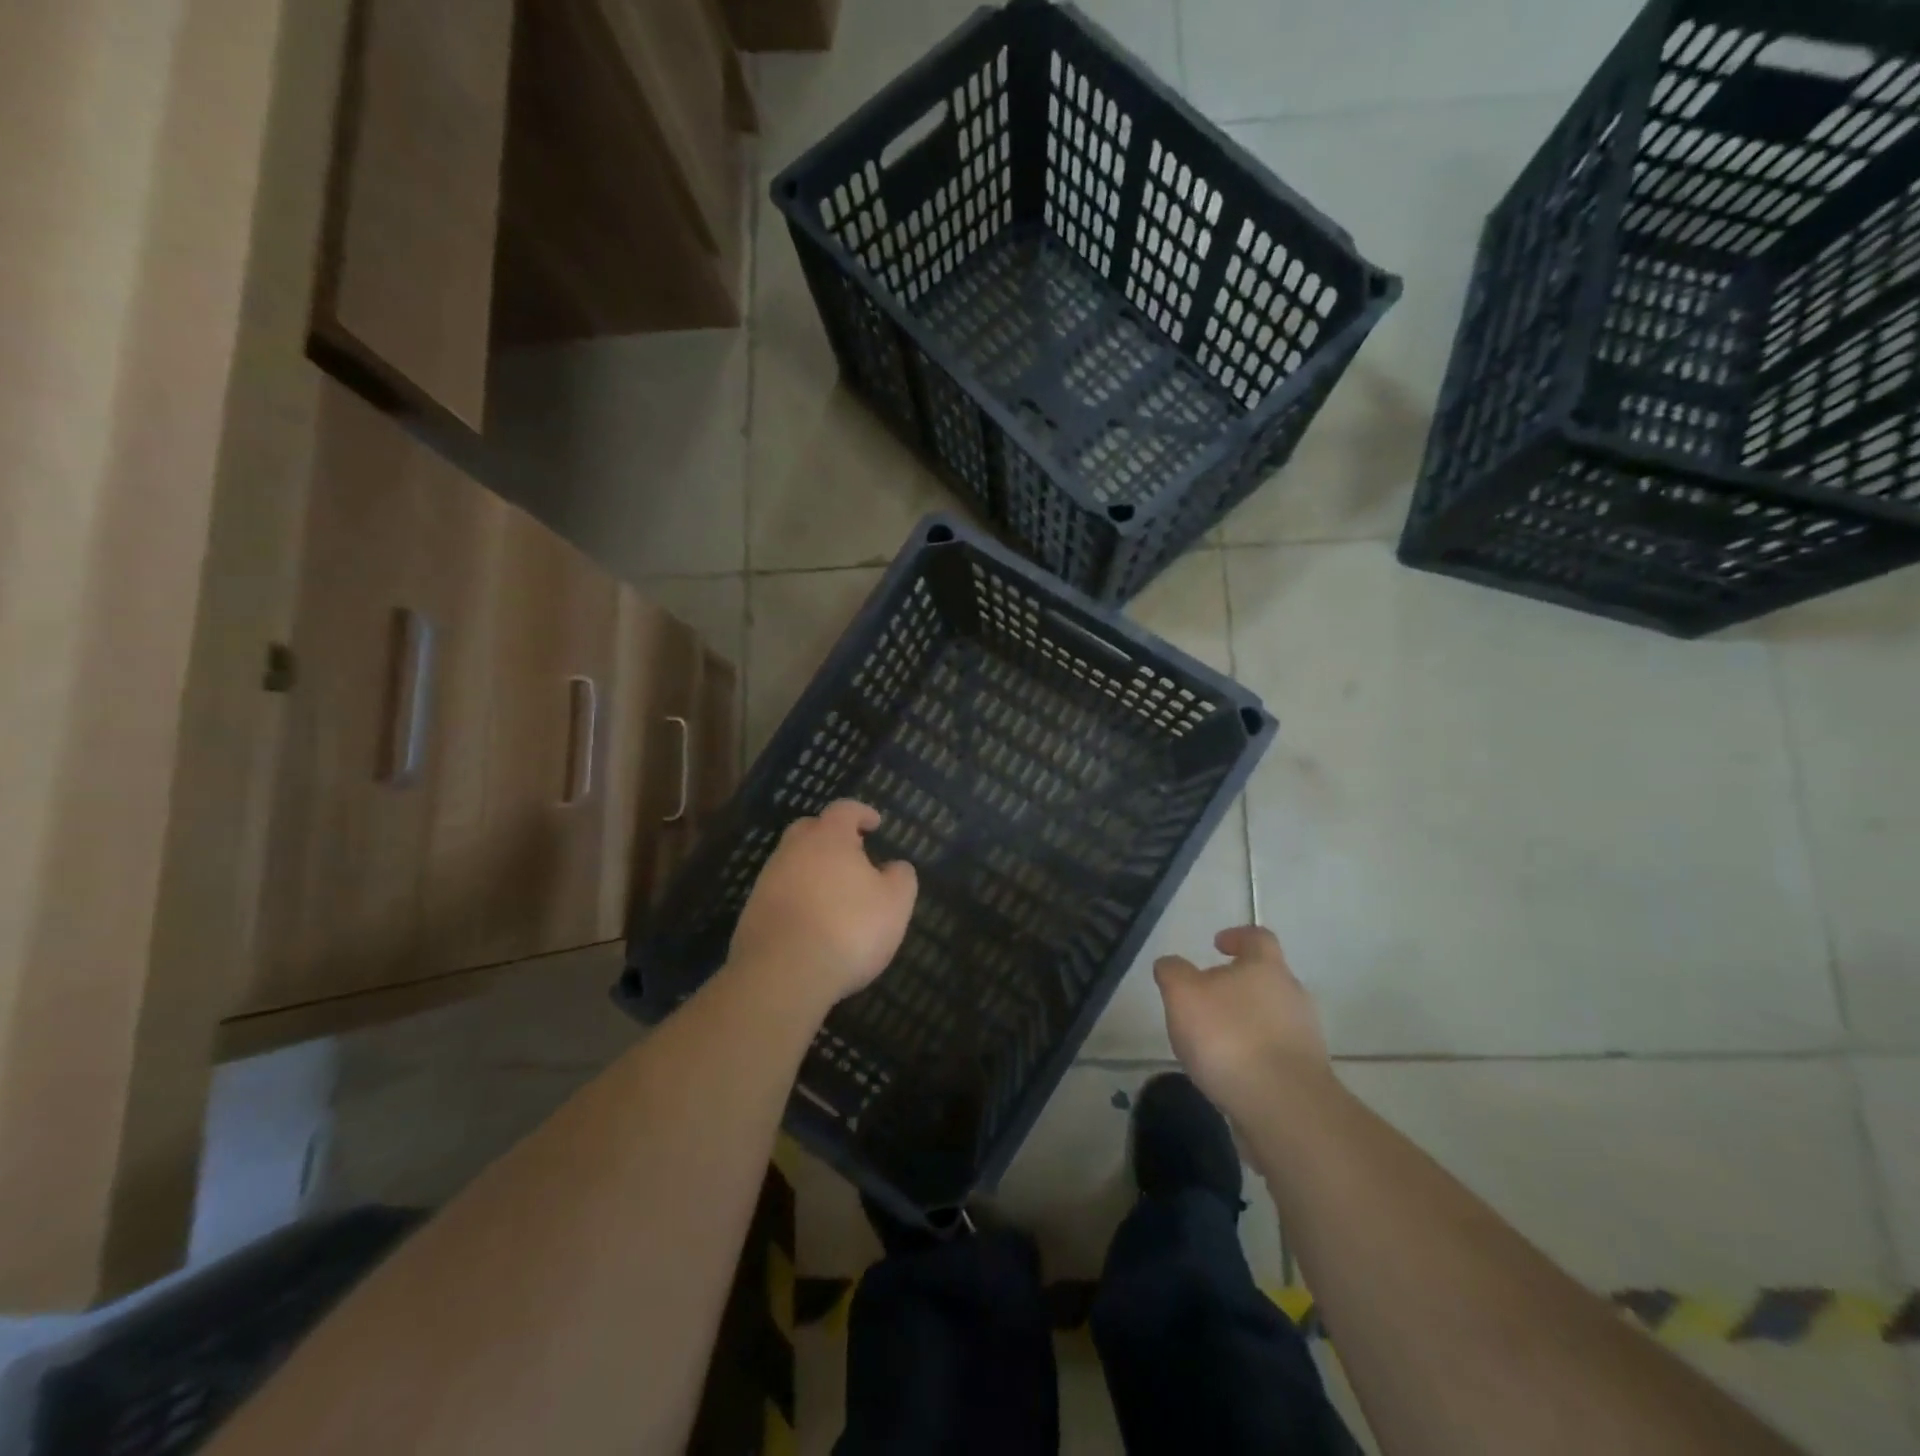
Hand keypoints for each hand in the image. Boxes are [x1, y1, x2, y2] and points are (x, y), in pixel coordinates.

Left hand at [728, 800, 916, 1015]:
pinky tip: (812, 922)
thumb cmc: (849, 928)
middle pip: (809, 829)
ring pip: (792, 862)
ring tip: (833, 894)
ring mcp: (767, 880)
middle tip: (851, 854)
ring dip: (812, 870)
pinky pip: (779, 893)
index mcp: (829, 838)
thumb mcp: (895, 904)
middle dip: (830, 836)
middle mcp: (793, 850)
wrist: (783, 974)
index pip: (844, 810)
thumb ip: (900, 877)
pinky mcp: (752, 912)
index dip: (861, 813)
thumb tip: (894, 866)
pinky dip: (797, 899)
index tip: (874, 823)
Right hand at [1154, 925, 1330, 1114]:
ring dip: (1245, 1023)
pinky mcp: (1306, 1075)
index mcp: (1266, 968)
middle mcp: (1293, 996)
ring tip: (1211, 1042)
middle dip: (1237, 986)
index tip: (1217, 944)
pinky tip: (1229, 1073)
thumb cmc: (1229, 1037)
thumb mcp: (1183, 995)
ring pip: (1271, 1018)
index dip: (1237, 936)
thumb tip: (1170, 964)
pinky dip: (1253, 1056)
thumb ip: (1173, 973)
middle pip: (1266, 979)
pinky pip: (1275, 1054)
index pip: (1258, 938)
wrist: (1284, 1108)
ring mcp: (1304, 1037)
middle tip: (1205, 999)